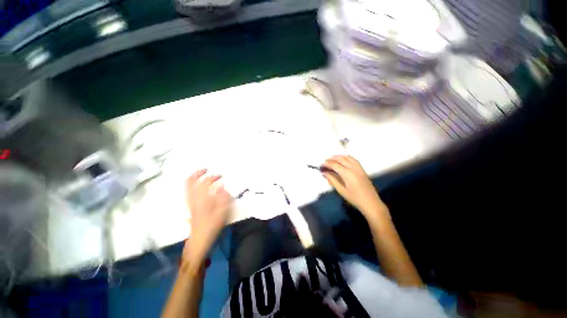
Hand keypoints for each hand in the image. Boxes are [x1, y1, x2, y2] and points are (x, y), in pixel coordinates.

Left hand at [184, 169, 231, 262]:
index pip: (205, 182)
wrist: (199, 240)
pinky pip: (188, 192)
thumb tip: (222, 186)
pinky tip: (198, 187)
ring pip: (187, 186)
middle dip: (197, 173)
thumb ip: (223, 197)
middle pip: (190, 182)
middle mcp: (193, 198)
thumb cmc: (212, 225)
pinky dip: (191, 185)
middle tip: (206, 169)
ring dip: (193, 178)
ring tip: (201, 174)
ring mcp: (190, 202)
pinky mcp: (190, 207)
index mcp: (202, 198)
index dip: (213, 177)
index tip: (221, 176)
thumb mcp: (222, 212)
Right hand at [322, 155, 387, 218]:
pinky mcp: (362, 169)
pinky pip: (353, 159)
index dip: (327, 164)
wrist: (371, 202)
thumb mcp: (341, 190)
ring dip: (339, 156)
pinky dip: (346, 157)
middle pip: (340, 159)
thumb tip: (324, 173)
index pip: (335, 165)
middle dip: (332, 159)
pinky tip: (343, 159)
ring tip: (332, 159)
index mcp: (347, 174)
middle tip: (325, 161)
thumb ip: (332, 180)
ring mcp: (358, 167)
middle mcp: (353, 168)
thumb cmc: (354, 198)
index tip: (321, 165)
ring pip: (347, 157)